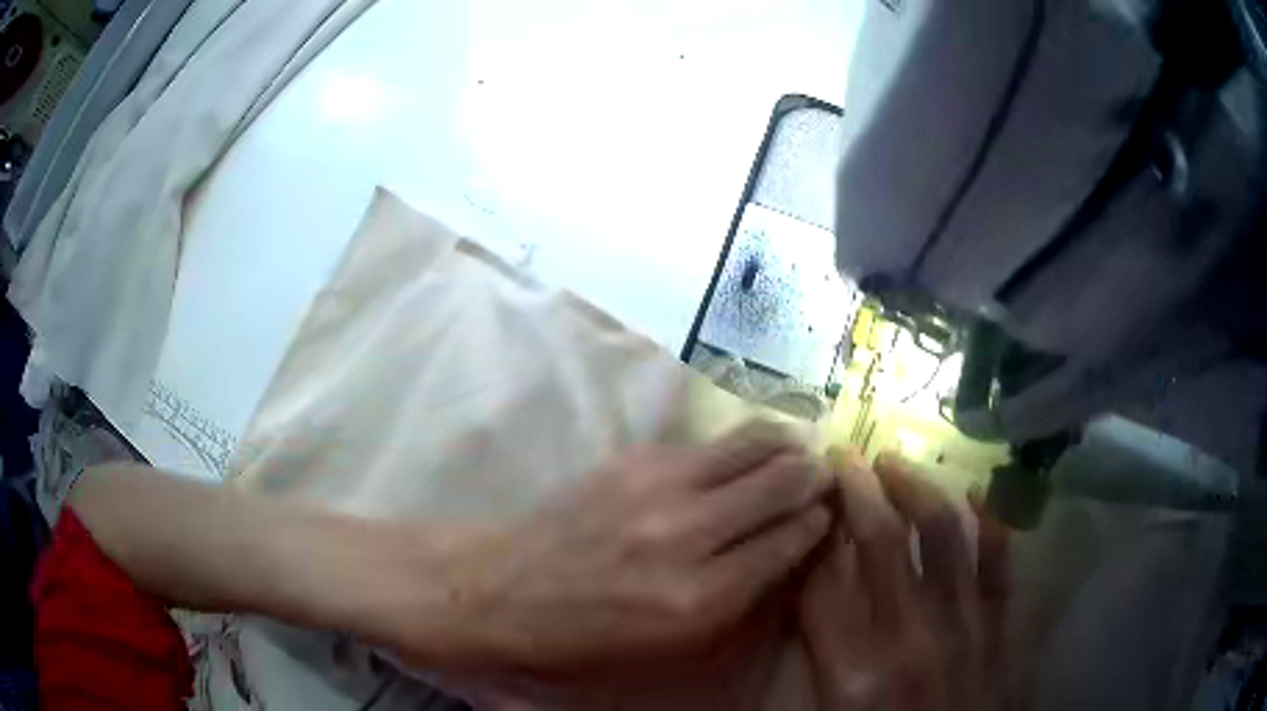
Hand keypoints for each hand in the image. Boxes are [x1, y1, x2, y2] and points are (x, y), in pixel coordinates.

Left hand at [425, 422, 832, 674]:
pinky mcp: (633, 459)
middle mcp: (688, 535)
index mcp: (700, 598)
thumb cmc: (585, 636)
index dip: (818, 522)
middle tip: (824, 473)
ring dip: (784, 446)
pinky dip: (739, 445)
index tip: (828, 512)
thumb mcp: (671, 643)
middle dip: (813, 475)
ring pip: (752, 446)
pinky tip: (743, 453)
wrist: (500, 590)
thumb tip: (785, 547)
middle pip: (782, 483)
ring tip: (795, 451)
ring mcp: (657, 487)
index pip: (791, 541)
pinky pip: (708, 443)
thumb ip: (738, 597)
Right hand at [799, 450, 1007, 710]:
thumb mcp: (834, 710)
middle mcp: (909, 639)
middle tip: (844, 459)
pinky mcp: (1000, 626)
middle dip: (857, 492)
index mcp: (852, 675)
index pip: (821, 587)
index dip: (813, 539)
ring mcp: (964, 626)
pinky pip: (1000, 559)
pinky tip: (977, 490)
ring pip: (942, 533)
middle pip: (880, 544)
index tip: (810, 506)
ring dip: (916, 487)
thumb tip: (820, 588)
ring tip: (895, 462)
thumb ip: (825, 651)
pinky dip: (992, 519)